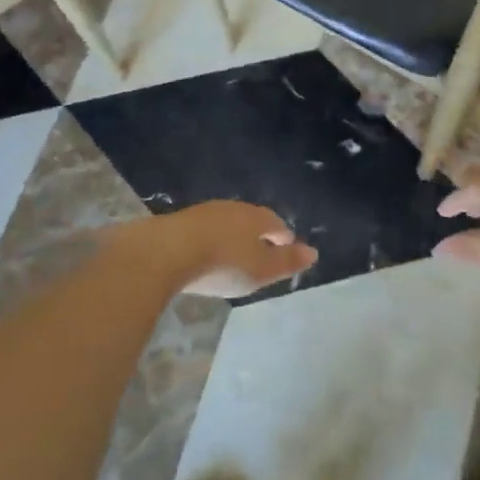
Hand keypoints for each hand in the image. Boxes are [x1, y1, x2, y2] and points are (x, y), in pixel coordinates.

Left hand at [147, 200, 317, 297]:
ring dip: (232, 236)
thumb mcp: (260, 271)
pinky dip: (210, 239)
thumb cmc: (222, 263)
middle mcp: (233, 208)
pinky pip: (204, 229)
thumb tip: (313, 252)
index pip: (276, 222)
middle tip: (261, 252)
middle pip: (251, 219)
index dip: (283, 237)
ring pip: (226, 222)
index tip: (287, 248)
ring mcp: (204, 212)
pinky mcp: (180, 221)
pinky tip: (205, 254)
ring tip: (233, 254)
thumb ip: (287, 262)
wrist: (165, 252)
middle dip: (258, 234)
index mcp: (256, 217)